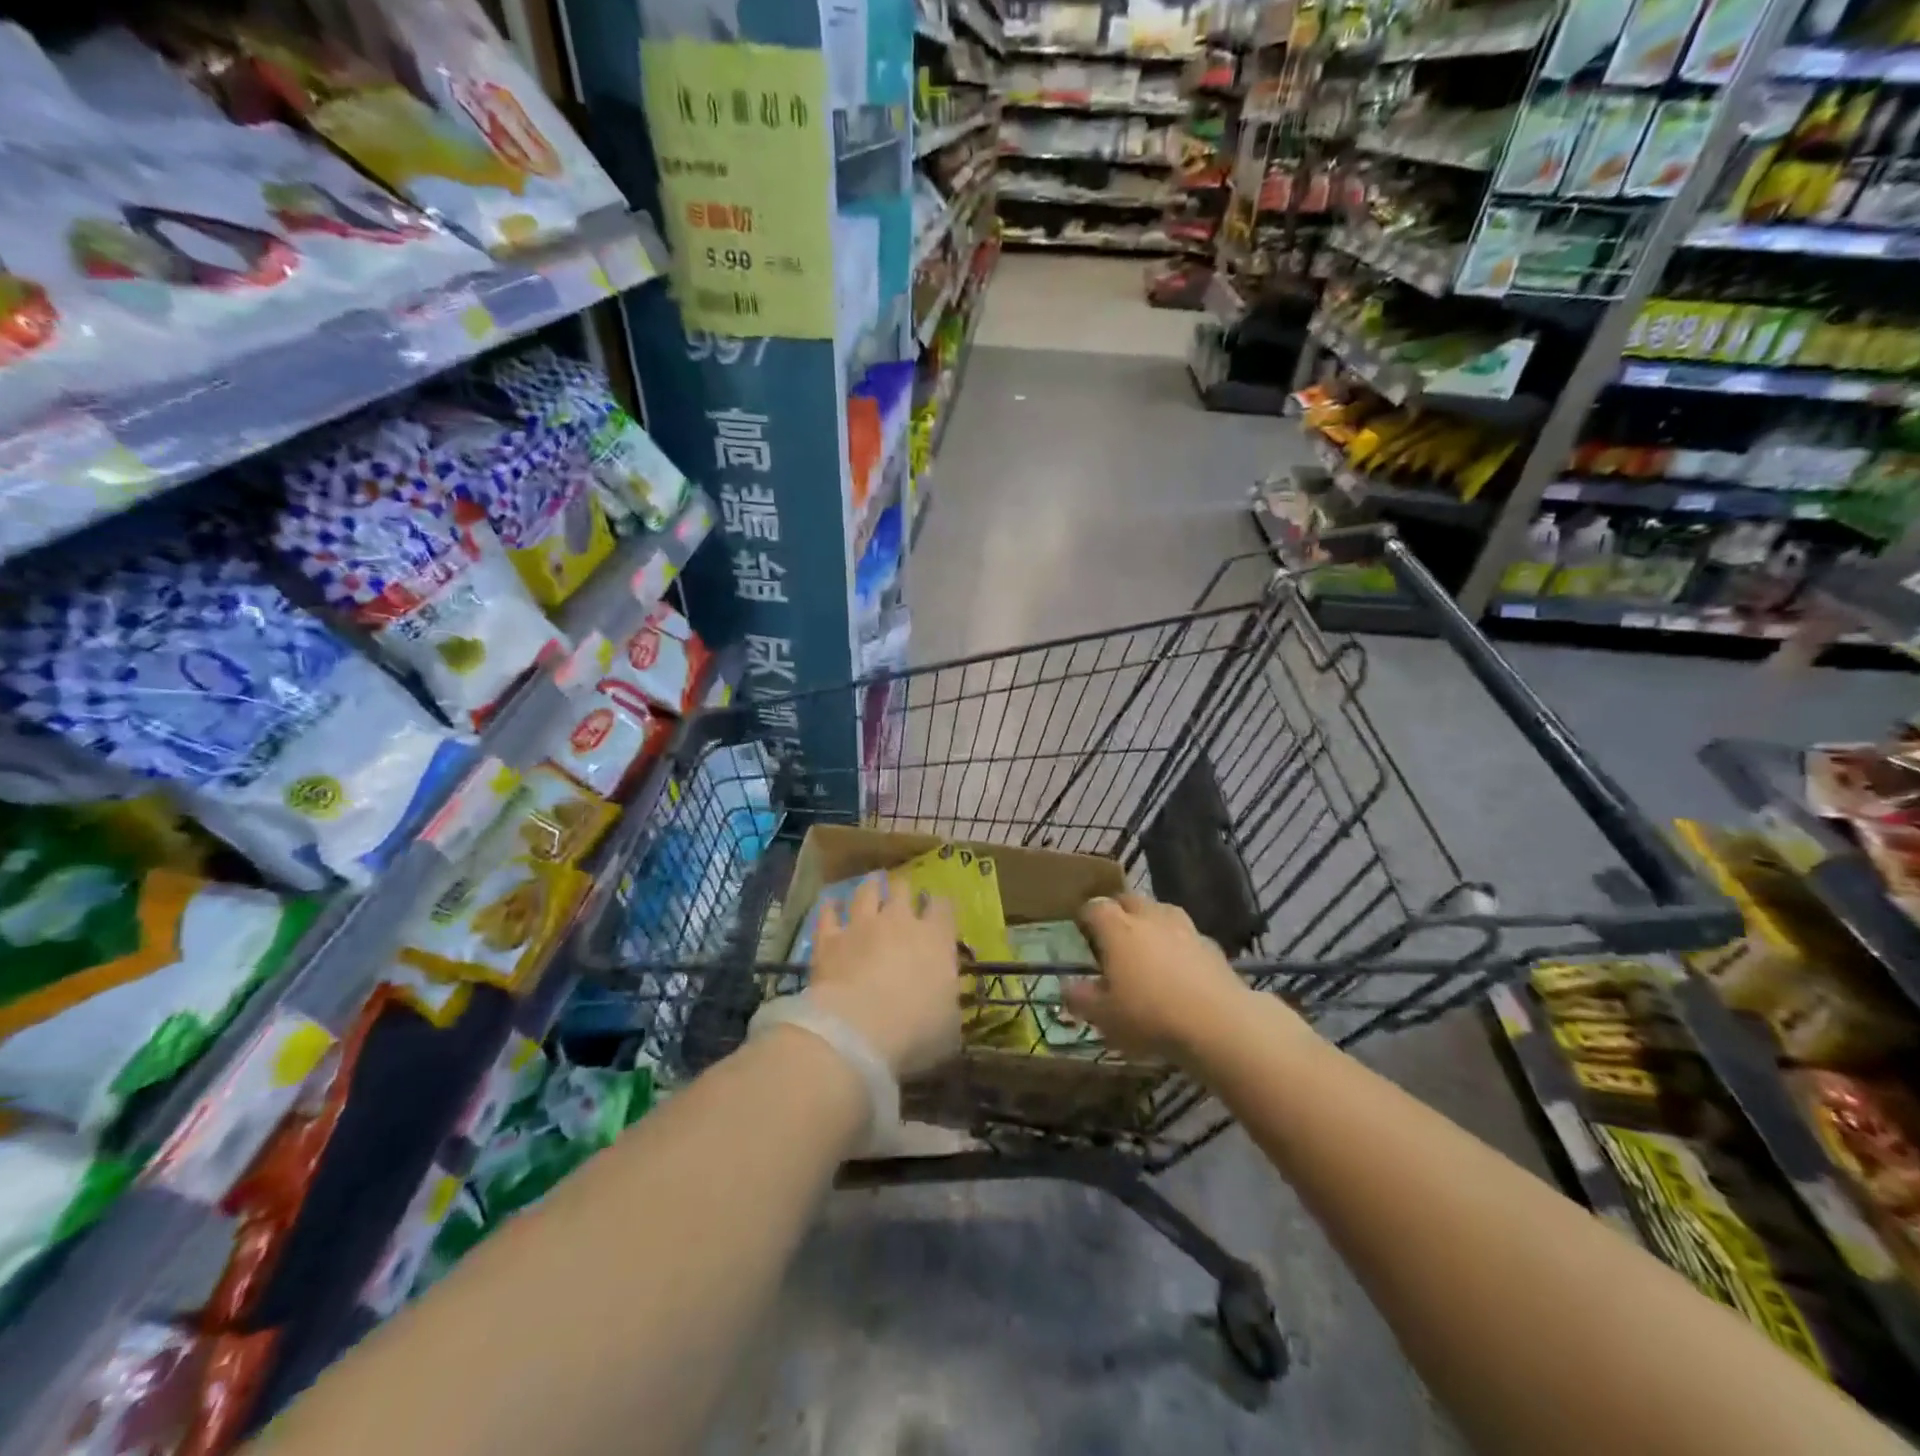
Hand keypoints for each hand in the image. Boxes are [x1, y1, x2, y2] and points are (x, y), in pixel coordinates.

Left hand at [807, 873, 962, 1077]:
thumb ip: (948, 1002)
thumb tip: (946, 1000)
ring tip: (872, 883)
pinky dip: (831, 907)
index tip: (940, 908)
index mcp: (936, 939)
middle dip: (904, 890)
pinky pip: (829, 914)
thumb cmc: (915, 1032)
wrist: (858, 1030)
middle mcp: (900, 922)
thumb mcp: (949, 1025)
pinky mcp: (829, 938)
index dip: (942, 905)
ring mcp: (862, 926)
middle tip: (902, 893)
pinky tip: (831, 904)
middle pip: (903, 890)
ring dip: (871, 887)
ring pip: (867, 892)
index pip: (944, 907)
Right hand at [1065, 893, 1272, 1061]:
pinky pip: (1186, 934)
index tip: (1082, 930)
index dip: (1086, 916)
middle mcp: (1148, 917)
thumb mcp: (1104, 1016)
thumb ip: (1082, 998)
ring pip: (1161, 910)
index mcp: (1117, 928)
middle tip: (1113, 935)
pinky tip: (1179, 964)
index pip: (1095, 907)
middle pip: (1129, 900)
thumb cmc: (1149, 1015)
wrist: (1217, 1022)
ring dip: (1150, 921)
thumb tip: (1067, 986)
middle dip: (1118, 911)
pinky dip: (1178, 942)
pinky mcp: (1210, 944)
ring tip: (1147, 944)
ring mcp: (1183, 927)